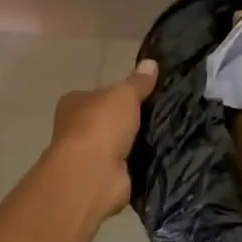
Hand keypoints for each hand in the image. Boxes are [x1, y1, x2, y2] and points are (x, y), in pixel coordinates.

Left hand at [45, 58, 157, 225]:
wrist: (91, 176)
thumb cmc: (101, 125)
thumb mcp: (125, 94)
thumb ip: (138, 82)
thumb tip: (151, 62)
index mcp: (74, 103)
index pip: (99, 94)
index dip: (119, 94)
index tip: (144, 94)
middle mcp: (76, 129)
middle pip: (109, 120)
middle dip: (130, 120)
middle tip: (161, 113)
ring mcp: (89, 157)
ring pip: (119, 143)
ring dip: (137, 142)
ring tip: (167, 133)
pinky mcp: (103, 178)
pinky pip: (127, 165)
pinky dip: (140, 162)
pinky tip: (161, 155)